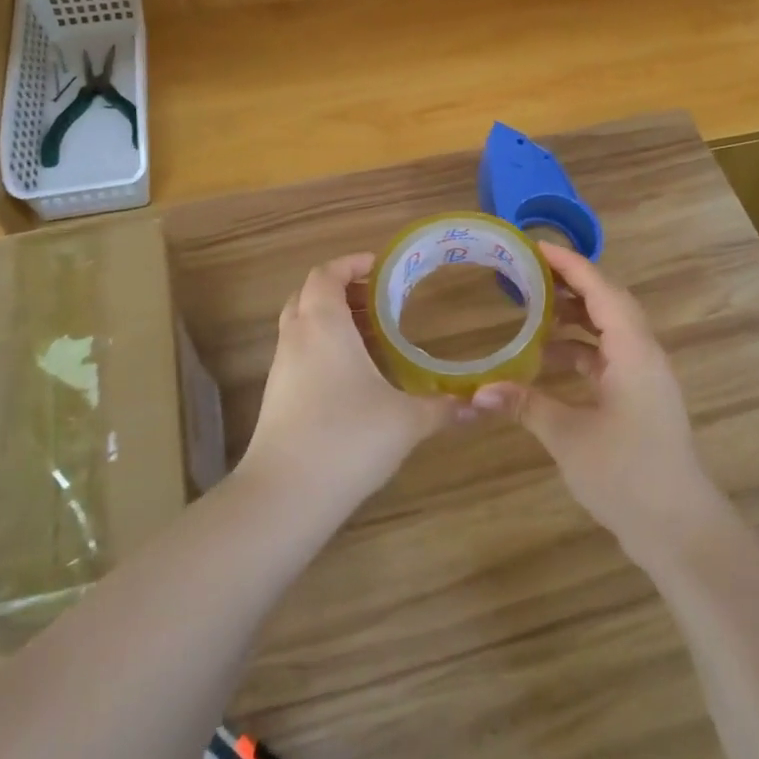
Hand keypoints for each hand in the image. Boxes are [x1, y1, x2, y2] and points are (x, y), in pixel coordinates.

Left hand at [237, 253, 462, 516]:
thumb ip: (445, 408)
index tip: (379, 266)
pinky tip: (352, 376)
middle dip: (341, 289)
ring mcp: (281, 368)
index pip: (327, 273)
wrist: (285, 495)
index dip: (350, 263)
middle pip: (309, 294)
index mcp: (324, 324)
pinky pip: (299, 353)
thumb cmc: (348, 438)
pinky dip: (322, 348)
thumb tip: (482, 403)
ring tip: (371, 335)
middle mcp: (297, 337)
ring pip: (301, 324)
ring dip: (331, 319)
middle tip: (379, 300)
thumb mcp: (406, 420)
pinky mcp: (276, 396)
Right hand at [472, 244, 726, 567]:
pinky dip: (580, 351)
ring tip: (531, 310)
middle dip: (570, 285)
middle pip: (608, 304)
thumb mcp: (570, 438)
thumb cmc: (628, 476)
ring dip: (574, 319)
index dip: (570, 265)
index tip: (535, 247)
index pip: (602, 290)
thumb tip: (478, 391)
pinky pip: (608, 358)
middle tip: (528, 273)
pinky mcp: (641, 400)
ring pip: (608, 331)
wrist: (681, 531)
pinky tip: (547, 361)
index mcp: (634, 352)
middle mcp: (644, 356)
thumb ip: (526, 405)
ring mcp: (645, 379)